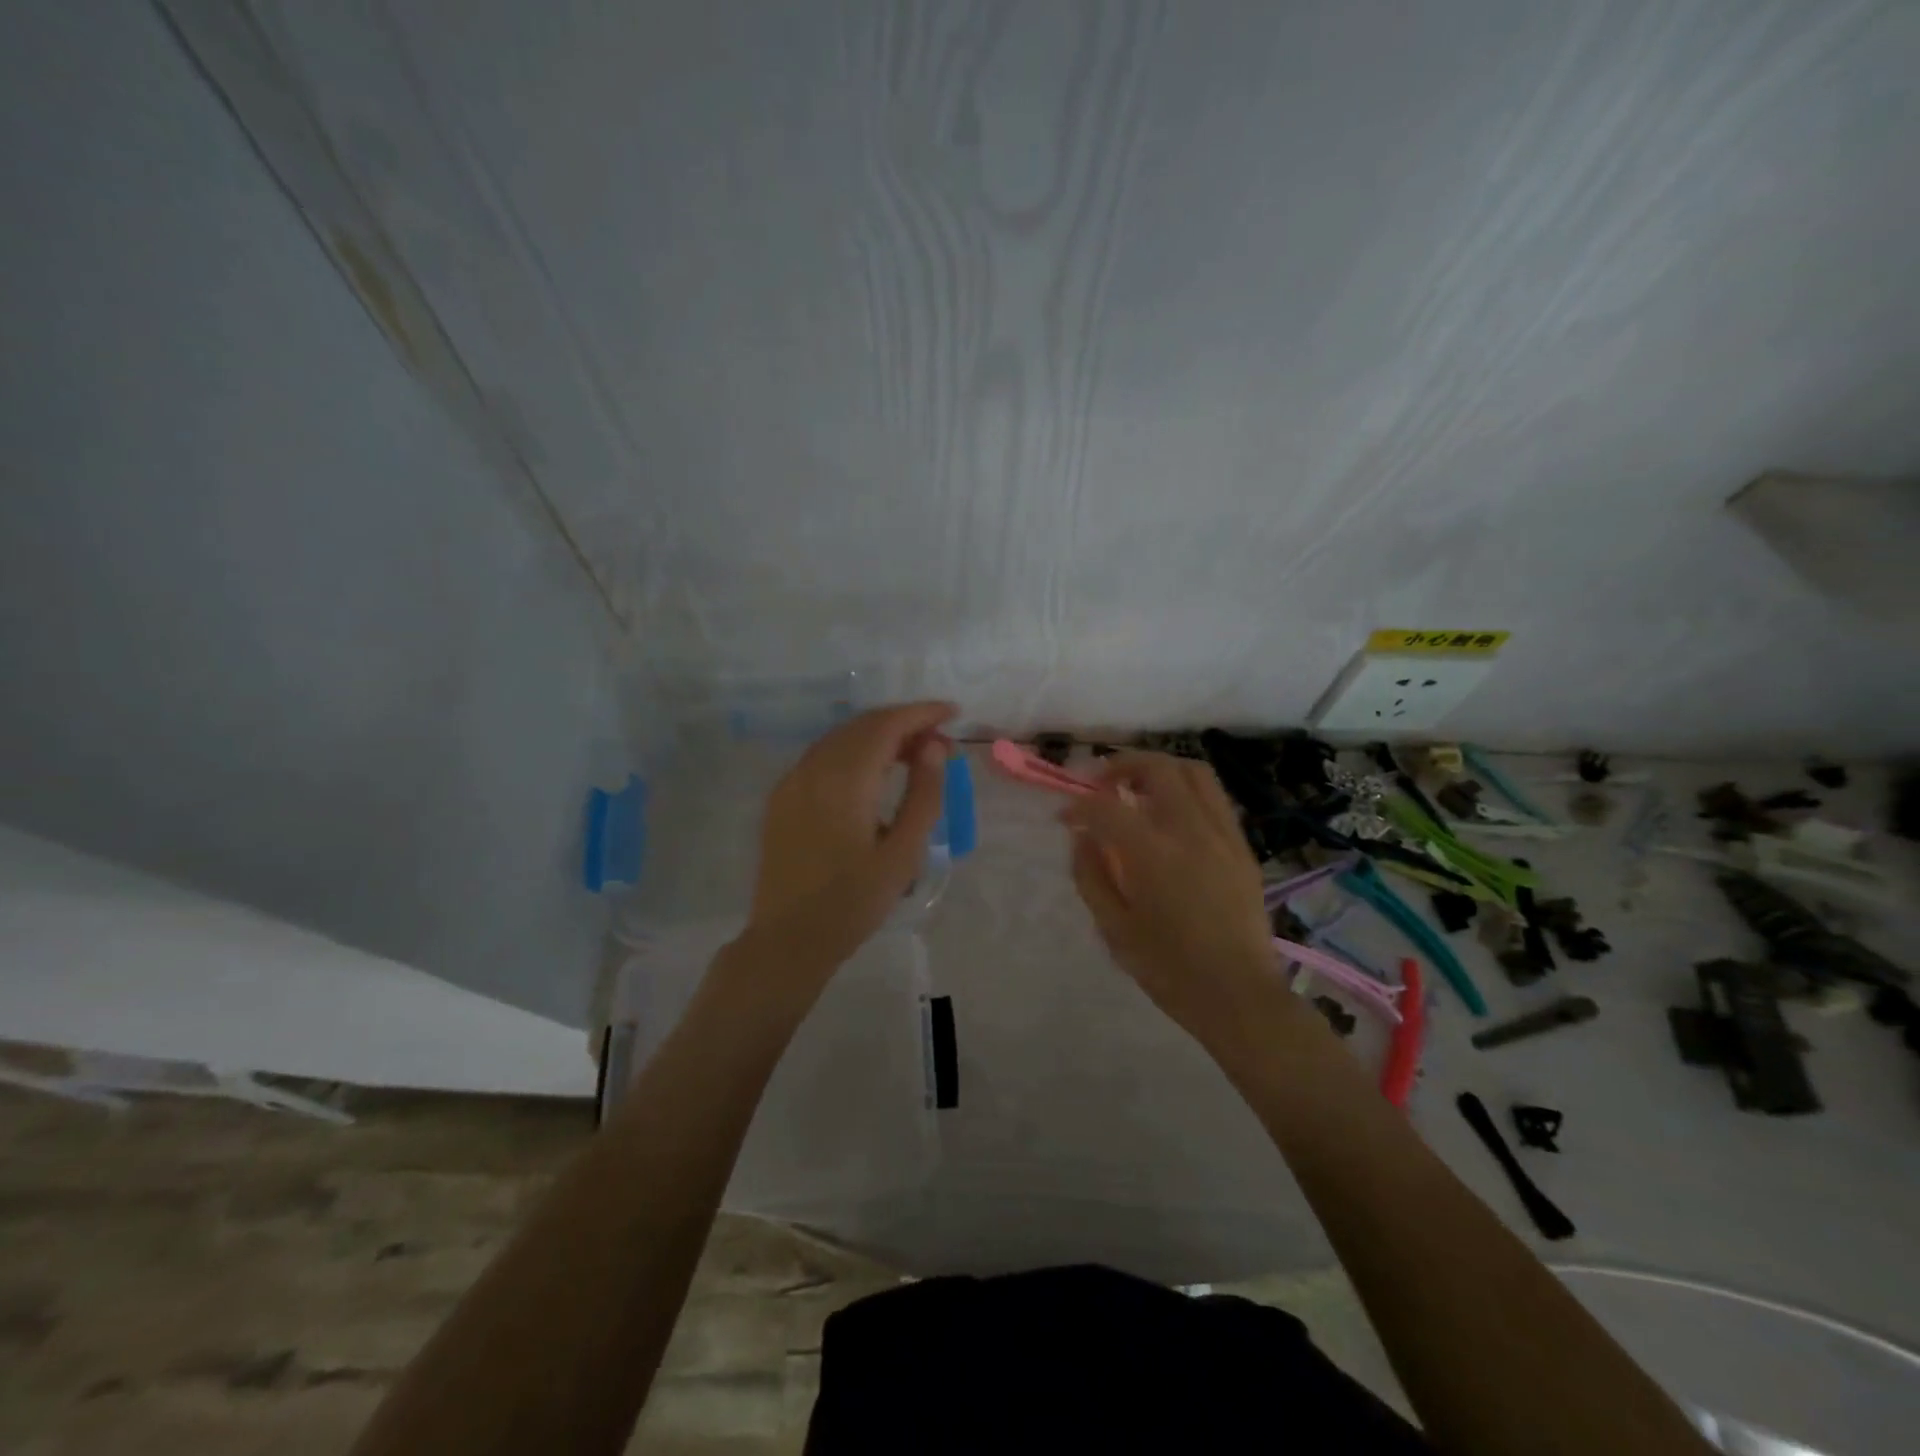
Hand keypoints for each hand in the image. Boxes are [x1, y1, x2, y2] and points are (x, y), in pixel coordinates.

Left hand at [738, 701, 956, 994]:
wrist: (788, 940)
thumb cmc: (853, 903)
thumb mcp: (903, 853)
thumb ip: (923, 795)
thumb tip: (935, 747)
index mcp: (845, 781)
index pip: (886, 725)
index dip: (922, 713)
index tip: (953, 713)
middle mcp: (813, 769)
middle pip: (863, 725)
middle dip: (904, 723)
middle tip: (940, 743)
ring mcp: (792, 781)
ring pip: (841, 737)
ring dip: (879, 736)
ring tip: (914, 756)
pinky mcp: (782, 797)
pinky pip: (822, 756)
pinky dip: (854, 751)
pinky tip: (873, 773)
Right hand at [1061, 752, 1290, 1047]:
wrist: (1238, 995)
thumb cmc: (1168, 969)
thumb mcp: (1114, 928)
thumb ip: (1091, 875)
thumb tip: (1082, 837)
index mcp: (1152, 854)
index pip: (1106, 807)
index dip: (1079, 805)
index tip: (1066, 817)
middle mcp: (1189, 831)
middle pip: (1156, 768)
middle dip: (1120, 767)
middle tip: (1100, 786)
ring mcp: (1222, 834)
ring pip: (1193, 772)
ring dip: (1159, 769)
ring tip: (1137, 789)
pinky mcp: (1242, 846)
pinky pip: (1214, 797)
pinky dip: (1186, 790)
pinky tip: (1171, 815)